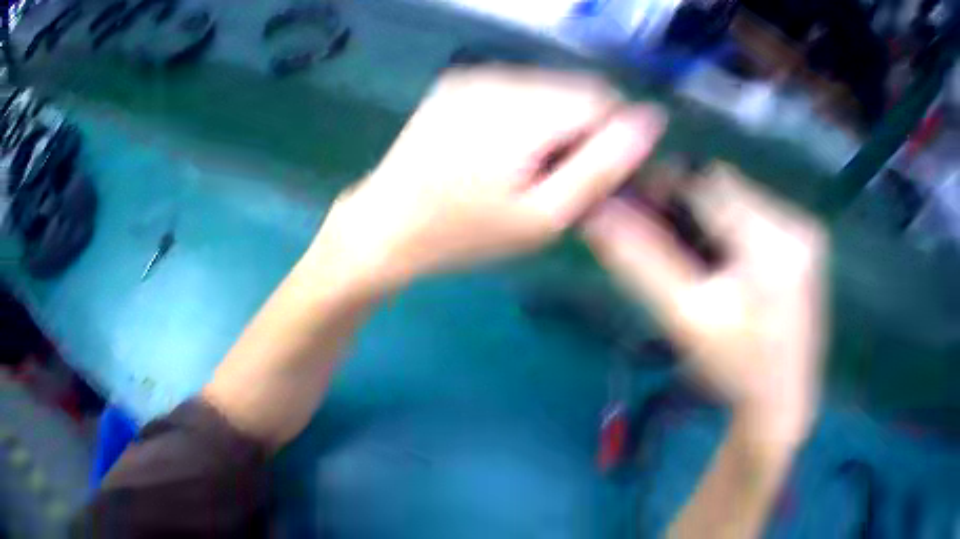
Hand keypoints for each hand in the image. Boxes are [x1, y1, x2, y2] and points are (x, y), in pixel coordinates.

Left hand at [309, 67, 665, 288]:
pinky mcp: (457, 81)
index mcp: (522, 110)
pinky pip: (517, 87)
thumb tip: (650, 120)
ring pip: (548, 86)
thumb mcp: (543, 217)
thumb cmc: (464, 234)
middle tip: (557, 177)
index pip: (604, 99)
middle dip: (584, 128)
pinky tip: (502, 148)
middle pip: (576, 89)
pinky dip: (527, 113)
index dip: (613, 135)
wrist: (384, 225)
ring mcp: (473, 75)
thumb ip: (602, 165)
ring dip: (556, 120)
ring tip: (527, 166)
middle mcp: (498, 77)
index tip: (597, 174)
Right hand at [583, 165, 826, 446]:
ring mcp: (806, 233)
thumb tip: (595, 213)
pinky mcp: (807, 244)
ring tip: (695, 260)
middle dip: (688, 206)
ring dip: (709, 218)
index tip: (634, 205)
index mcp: (773, 242)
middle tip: (663, 241)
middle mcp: (797, 225)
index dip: (665, 185)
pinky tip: (724, 265)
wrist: (781, 403)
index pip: (708, 183)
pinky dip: (731, 230)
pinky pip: (757, 217)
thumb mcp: (684, 317)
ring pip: (739, 199)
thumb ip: (640, 260)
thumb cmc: (734, 370)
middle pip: (725, 187)